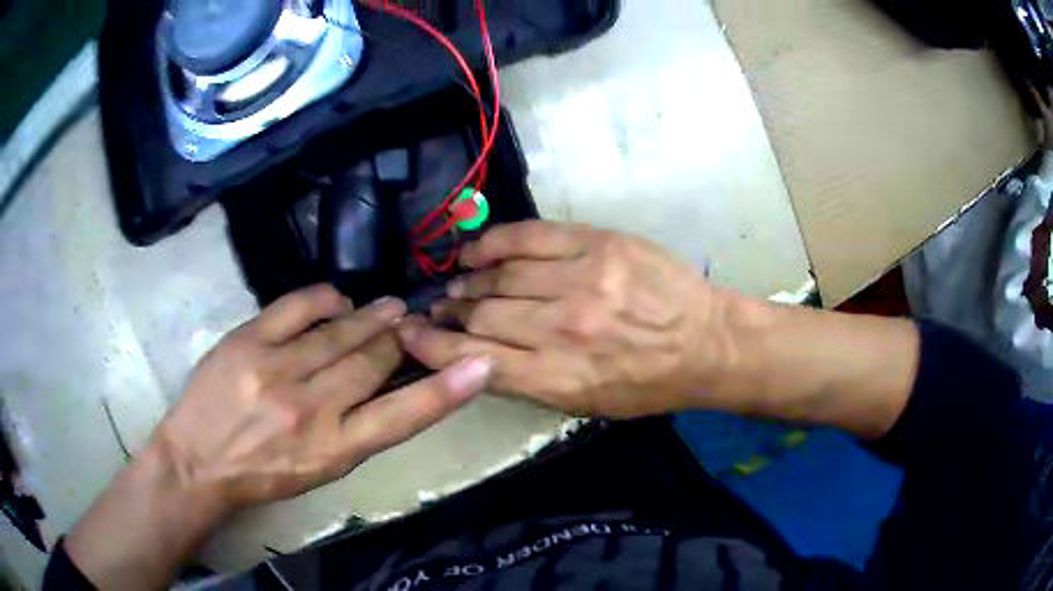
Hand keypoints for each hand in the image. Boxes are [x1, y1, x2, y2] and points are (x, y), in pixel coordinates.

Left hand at [154, 284, 492, 510]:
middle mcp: (312, 408)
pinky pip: (298, 306)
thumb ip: (356, 430)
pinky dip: (325, 298)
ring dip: (369, 316)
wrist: (198, 461)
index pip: (403, 416)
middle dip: (396, 338)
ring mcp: (277, 370)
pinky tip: (336, 299)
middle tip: (407, 322)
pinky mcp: (248, 341)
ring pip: (340, 331)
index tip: (480, 366)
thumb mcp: (320, 469)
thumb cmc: (263, 472)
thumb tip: (386, 383)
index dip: (446, 390)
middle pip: (372, 361)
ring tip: (386, 308)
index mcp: (334, 449)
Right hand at [397, 222, 737, 417]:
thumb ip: (531, 383)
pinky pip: (530, 237)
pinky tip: (475, 250)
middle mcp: (563, 329)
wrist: (706, 343)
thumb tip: (478, 357)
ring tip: (456, 283)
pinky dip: (494, 243)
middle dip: (450, 314)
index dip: (431, 348)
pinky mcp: (598, 245)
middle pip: (482, 316)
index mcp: (559, 378)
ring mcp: (581, 281)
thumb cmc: (648, 384)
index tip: (409, 336)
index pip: (473, 361)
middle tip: (437, 310)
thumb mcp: (588, 405)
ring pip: (501, 276)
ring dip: (468, 281)